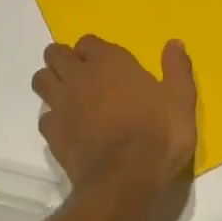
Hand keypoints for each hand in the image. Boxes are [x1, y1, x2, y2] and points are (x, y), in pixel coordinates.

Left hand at [32, 35, 197, 192]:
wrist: (127, 179)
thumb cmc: (159, 133)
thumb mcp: (180, 99)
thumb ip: (177, 68)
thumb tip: (175, 43)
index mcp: (109, 62)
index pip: (88, 42)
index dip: (93, 51)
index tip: (104, 62)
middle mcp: (79, 76)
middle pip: (56, 55)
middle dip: (63, 59)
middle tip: (79, 73)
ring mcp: (62, 104)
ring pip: (41, 80)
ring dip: (50, 82)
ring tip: (66, 94)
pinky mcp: (52, 133)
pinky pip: (44, 117)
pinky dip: (52, 119)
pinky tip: (67, 128)